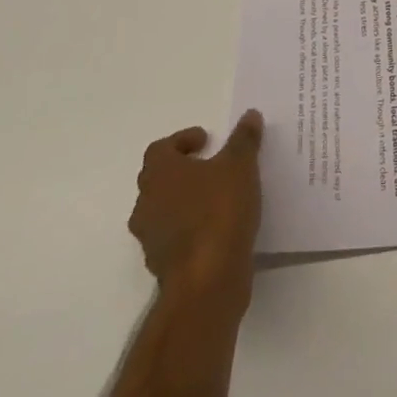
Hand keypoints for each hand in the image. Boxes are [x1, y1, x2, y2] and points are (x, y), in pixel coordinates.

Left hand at [129, 111, 263, 299]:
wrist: (206, 281)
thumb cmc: (219, 211)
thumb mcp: (240, 166)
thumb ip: (244, 139)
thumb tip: (250, 115)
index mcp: (159, 174)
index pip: (160, 149)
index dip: (182, 141)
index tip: (207, 141)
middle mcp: (146, 203)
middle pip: (158, 179)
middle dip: (184, 170)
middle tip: (212, 165)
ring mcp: (151, 238)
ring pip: (164, 210)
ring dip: (186, 201)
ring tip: (218, 197)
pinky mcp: (162, 266)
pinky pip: (174, 237)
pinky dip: (191, 228)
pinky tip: (218, 228)